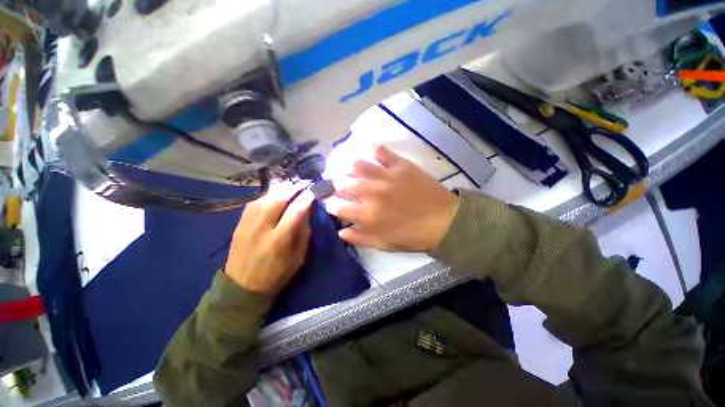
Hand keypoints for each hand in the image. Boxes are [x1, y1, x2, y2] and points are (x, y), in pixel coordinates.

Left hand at [224, 182, 314, 293]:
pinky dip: (268, 194)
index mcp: (279, 240)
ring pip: (265, 197)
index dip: (306, 198)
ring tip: (292, 186)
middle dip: (293, 188)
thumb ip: (303, 233)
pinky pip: (255, 201)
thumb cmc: (277, 274)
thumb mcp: (298, 257)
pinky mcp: (239, 223)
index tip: (314, 190)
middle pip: (278, 199)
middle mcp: (262, 228)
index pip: (295, 211)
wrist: (242, 286)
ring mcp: (248, 223)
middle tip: (304, 183)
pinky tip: (276, 194)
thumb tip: (306, 211)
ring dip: (281, 189)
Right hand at [326, 145, 459, 251]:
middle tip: (340, 188)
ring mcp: (385, 176)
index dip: (332, 206)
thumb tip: (341, 231)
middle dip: (337, 187)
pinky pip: (381, 152)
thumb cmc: (413, 236)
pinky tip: (369, 150)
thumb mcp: (384, 245)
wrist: (444, 221)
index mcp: (367, 215)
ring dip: (348, 168)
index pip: (338, 207)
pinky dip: (373, 149)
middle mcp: (371, 193)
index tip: (333, 205)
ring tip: (348, 169)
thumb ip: (360, 238)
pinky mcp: (400, 166)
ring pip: (357, 165)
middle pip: (343, 184)